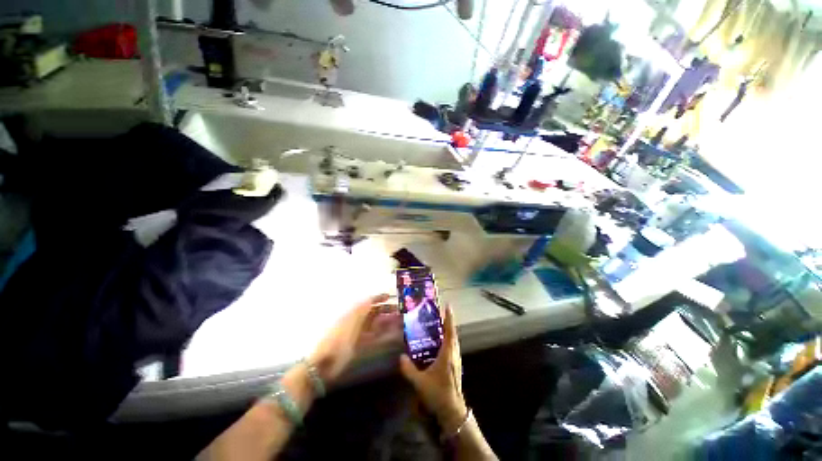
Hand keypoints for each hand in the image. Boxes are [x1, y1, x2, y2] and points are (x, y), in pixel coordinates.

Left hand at [310, 293, 400, 386]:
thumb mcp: (351, 321)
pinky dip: (383, 334)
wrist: (324, 364)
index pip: (368, 301)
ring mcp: (357, 333)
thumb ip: (362, 309)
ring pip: (375, 324)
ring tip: (399, 322)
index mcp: (353, 313)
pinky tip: (391, 335)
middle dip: (386, 310)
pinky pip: (374, 336)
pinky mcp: (359, 345)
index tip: (391, 296)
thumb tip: (371, 298)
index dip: (379, 297)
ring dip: (386, 322)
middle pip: (373, 312)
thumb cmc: (339, 340)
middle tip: (400, 311)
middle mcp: (356, 320)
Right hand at [399, 305, 468, 433]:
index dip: (449, 318)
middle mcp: (454, 353)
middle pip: (452, 333)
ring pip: (453, 340)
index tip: (448, 306)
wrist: (452, 410)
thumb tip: (401, 357)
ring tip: (438, 324)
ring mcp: (456, 360)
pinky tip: (438, 342)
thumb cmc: (438, 393)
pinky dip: (448, 339)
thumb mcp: (420, 382)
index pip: (450, 331)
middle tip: (438, 313)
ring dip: (448, 330)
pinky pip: (452, 347)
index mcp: (448, 353)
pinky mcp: (456, 365)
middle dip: (447, 322)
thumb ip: (409, 369)